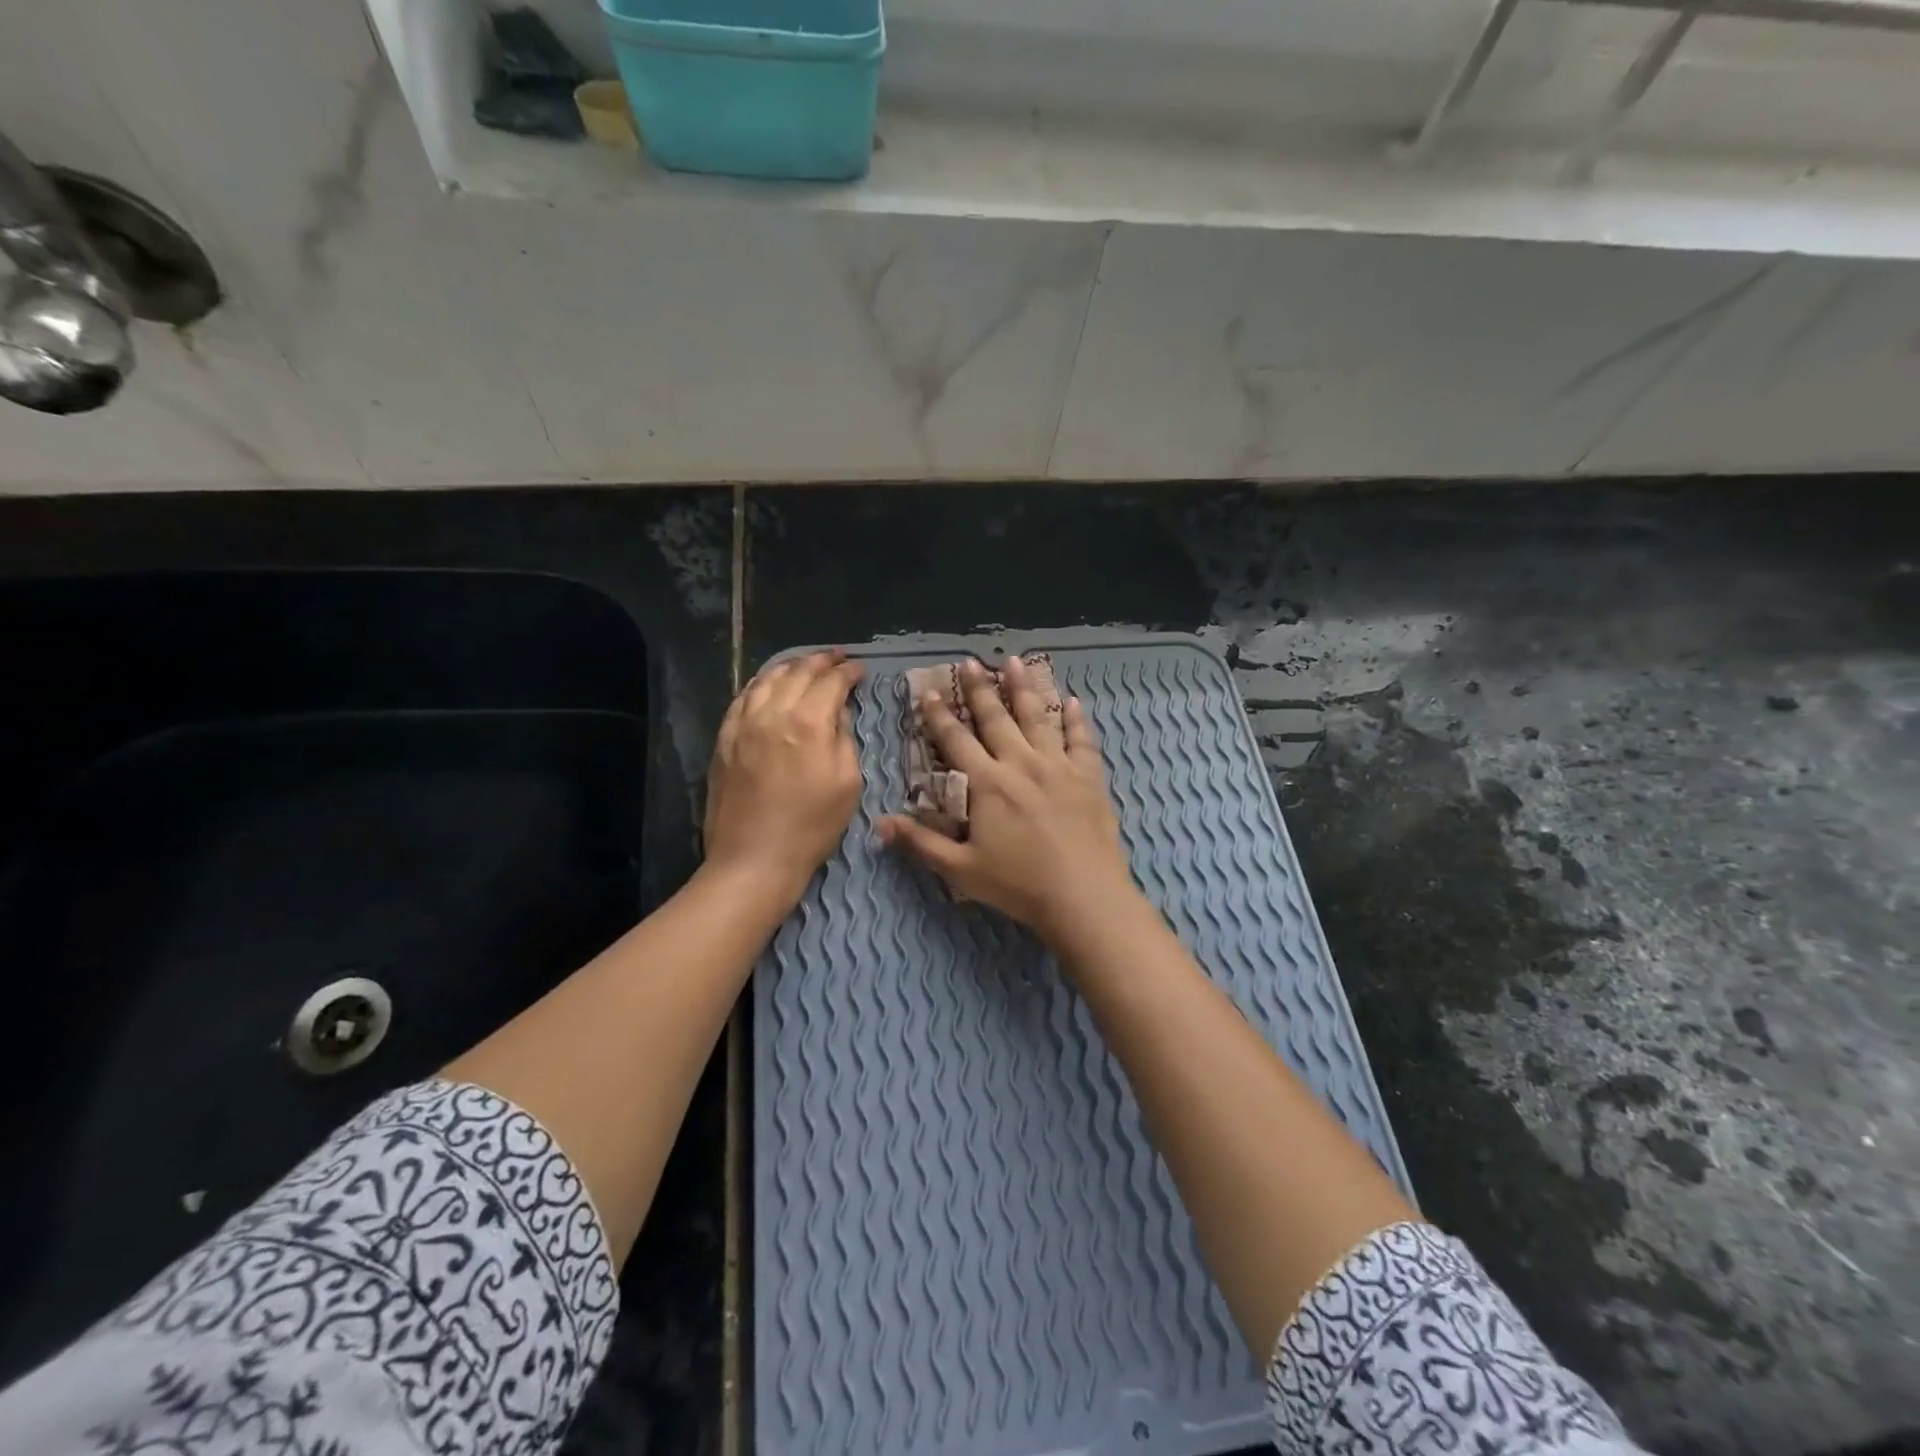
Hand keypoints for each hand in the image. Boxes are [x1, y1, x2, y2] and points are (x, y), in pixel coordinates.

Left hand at [705, 649, 864, 902]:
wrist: (754, 858)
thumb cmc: (812, 825)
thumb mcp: (848, 782)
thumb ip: (844, 738)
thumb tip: (836, 712)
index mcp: (808, 722)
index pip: (832, 682)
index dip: (849, 672)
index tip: (859, 670)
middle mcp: (773, 713)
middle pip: (798, 672)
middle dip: (822, 661)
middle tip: (837, 658)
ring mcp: (743, 723)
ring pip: (767, 679)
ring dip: (790, 667)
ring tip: (805, 666)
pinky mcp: (725, 738)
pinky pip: (742, 698)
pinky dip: (760, 684)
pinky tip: (768, 686)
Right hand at [878, 656, 1136, 946]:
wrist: (1083, 895)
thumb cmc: (1018, 884)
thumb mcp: (961, 869)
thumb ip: (921, 843)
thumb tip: (879, 824)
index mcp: (988, 783)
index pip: (956, 740)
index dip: (940, 715)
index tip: (929, 692)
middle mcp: (1021, 764)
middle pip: (996, 718)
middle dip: (979, 689)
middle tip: (970, 661)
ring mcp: (1058, 766)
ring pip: (1038, 717)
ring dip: (1024, 688)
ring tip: (1015, 661)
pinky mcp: (1088, 777)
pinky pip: (1081, 740)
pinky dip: (1077, 719)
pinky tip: (1074, 701)